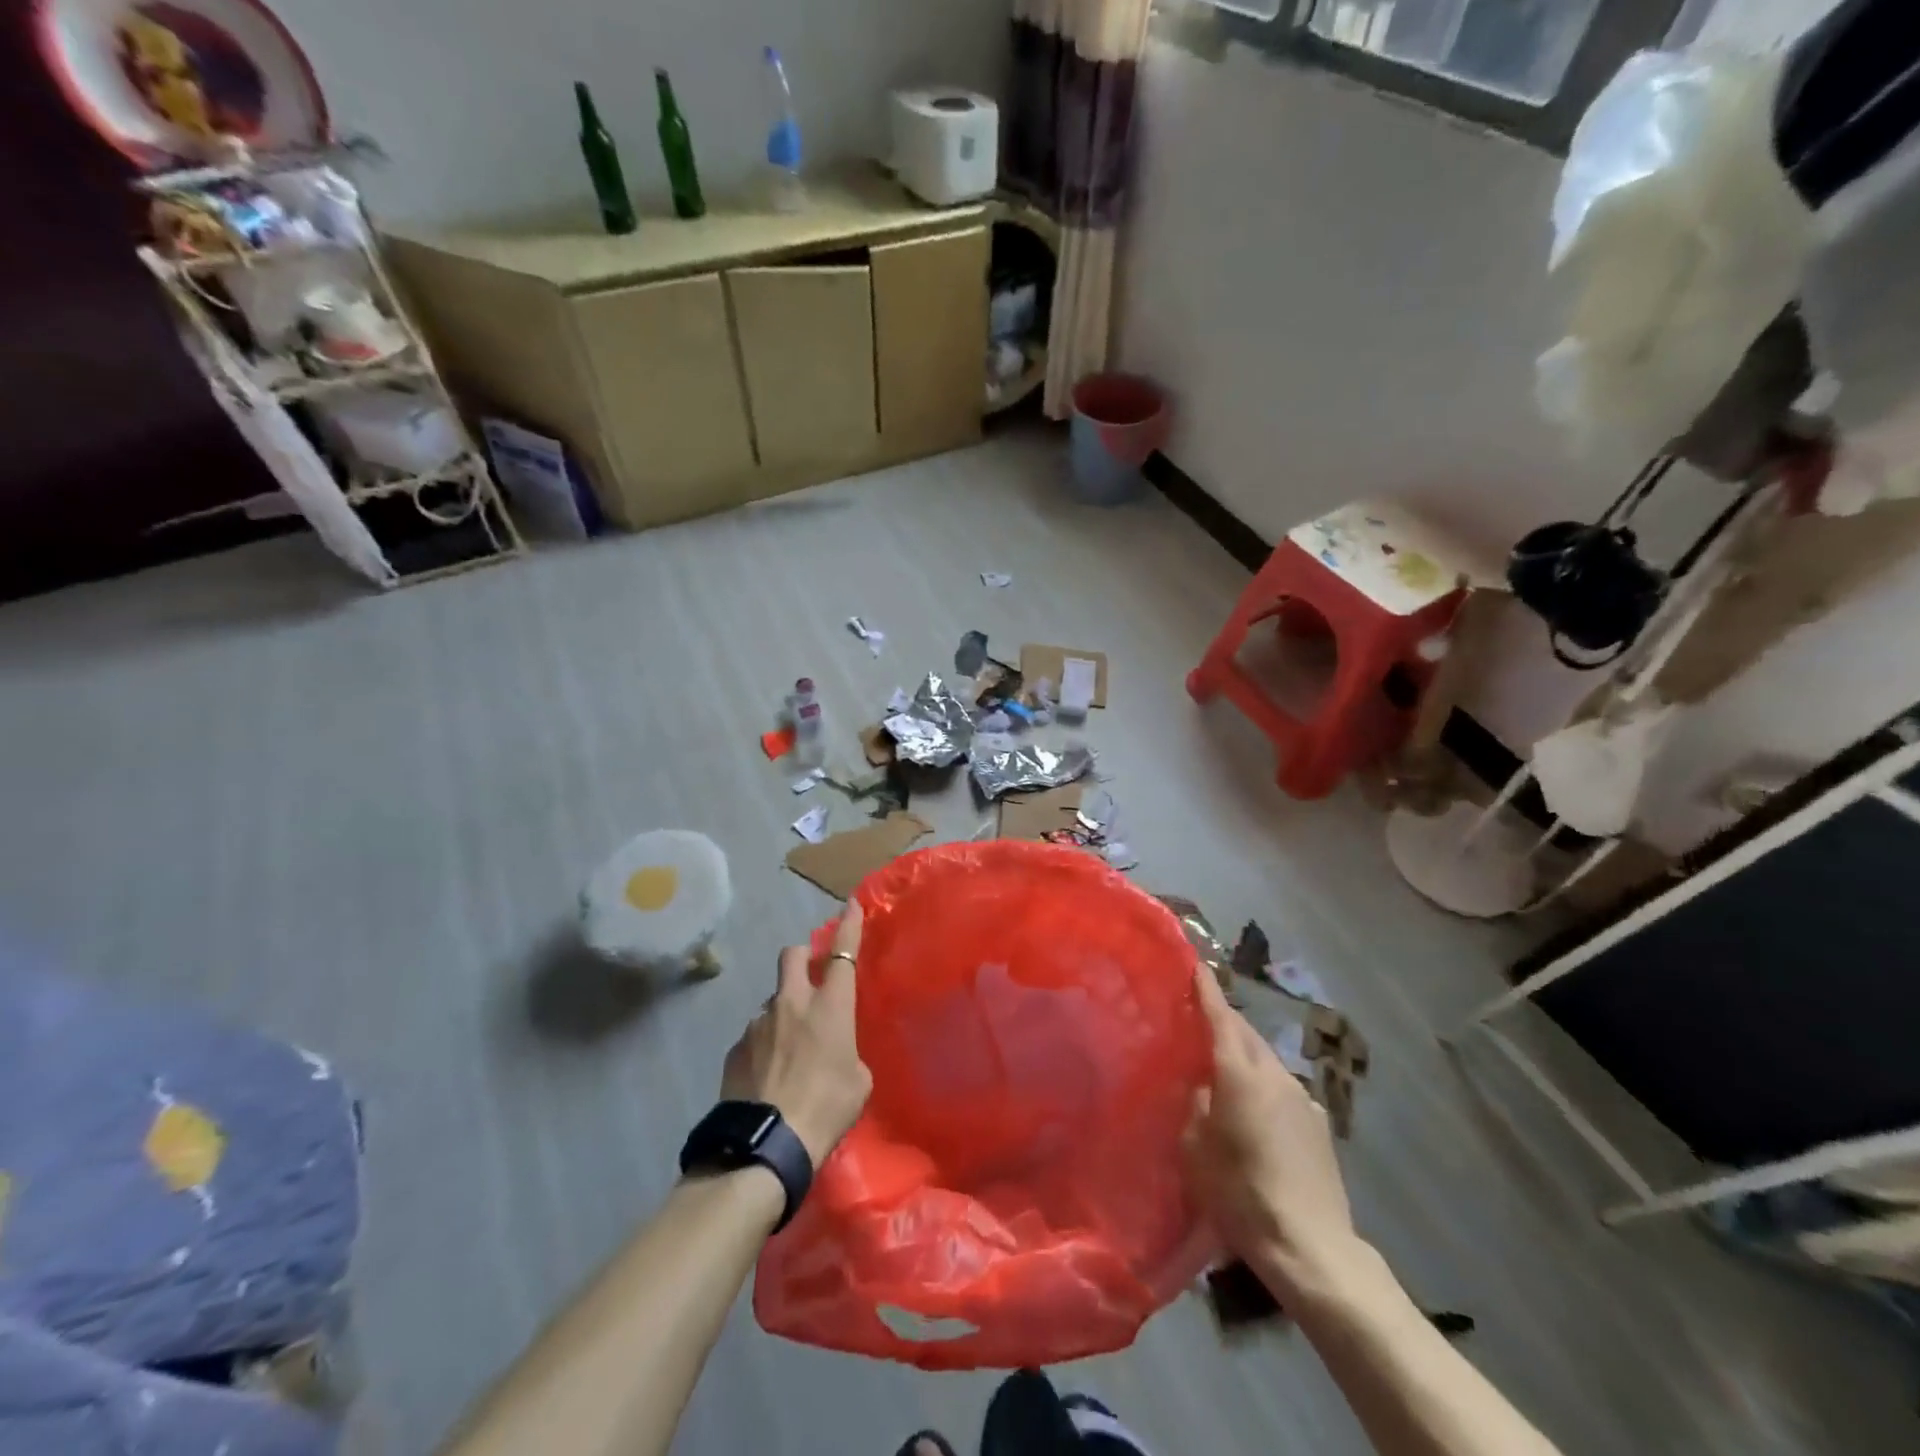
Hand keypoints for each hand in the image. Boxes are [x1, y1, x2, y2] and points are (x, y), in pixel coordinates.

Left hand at [719, 902, 871, 1166]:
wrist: (766, 1144)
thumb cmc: (826, 1108)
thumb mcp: (858, 1081)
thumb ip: (846, 1053)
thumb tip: (831, 1051)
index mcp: (829, 1005)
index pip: (842, 952)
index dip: (848, 925)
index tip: (850, 903)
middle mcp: (791, 1003)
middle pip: (791, 955)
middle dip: (801, 956)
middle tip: (809, 975)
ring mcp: (757, 1023)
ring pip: (771, 1000)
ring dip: (782, 1012)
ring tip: (789, 1051)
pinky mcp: (734, 1049)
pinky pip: (754, 1035)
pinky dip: (764, 1045)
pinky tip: (768, 1077)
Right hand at [1183, 964, 1361, 1302]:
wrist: (1312, 1247)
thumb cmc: (1241, 1193)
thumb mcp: (1196, 1149)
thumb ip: (1196, 1105)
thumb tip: (1202, 1086)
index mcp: (1240, 1074)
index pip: (1221, 1017)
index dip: (1207, 989)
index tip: (1196, 964)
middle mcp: (1275, 1075)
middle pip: (1246, 1035)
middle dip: (1224, 1021)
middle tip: (1200, 1018)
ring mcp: (1303, 1098)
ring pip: (1266, 1061)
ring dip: (1244, 1055)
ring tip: (1224, 1069)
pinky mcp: (1319, 1125)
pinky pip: (1283, 1090)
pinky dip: (1264, 1086)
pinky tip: (1255, 1112)